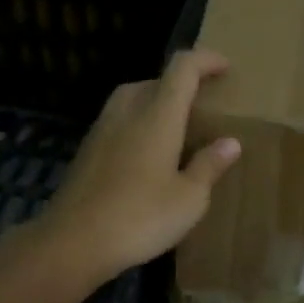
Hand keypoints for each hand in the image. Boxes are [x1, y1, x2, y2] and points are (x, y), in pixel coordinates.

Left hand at [32, 50, 241, 282]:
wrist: (73, 242)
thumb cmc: (140, 218)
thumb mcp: (189, 199)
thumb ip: (209, 165)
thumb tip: (230, 142)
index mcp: (158, 116)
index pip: (182, 68)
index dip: (205, 60)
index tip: (225, 67)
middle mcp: (127, 112)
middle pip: (154, 80)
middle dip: (180, 84)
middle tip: (201, 106)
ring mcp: (101, 130)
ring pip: (131, 98)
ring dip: (155, 102)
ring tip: (174, 128)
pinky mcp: (86, 150)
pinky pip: (117, 120)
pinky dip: (136, 123)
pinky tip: (145, 154)